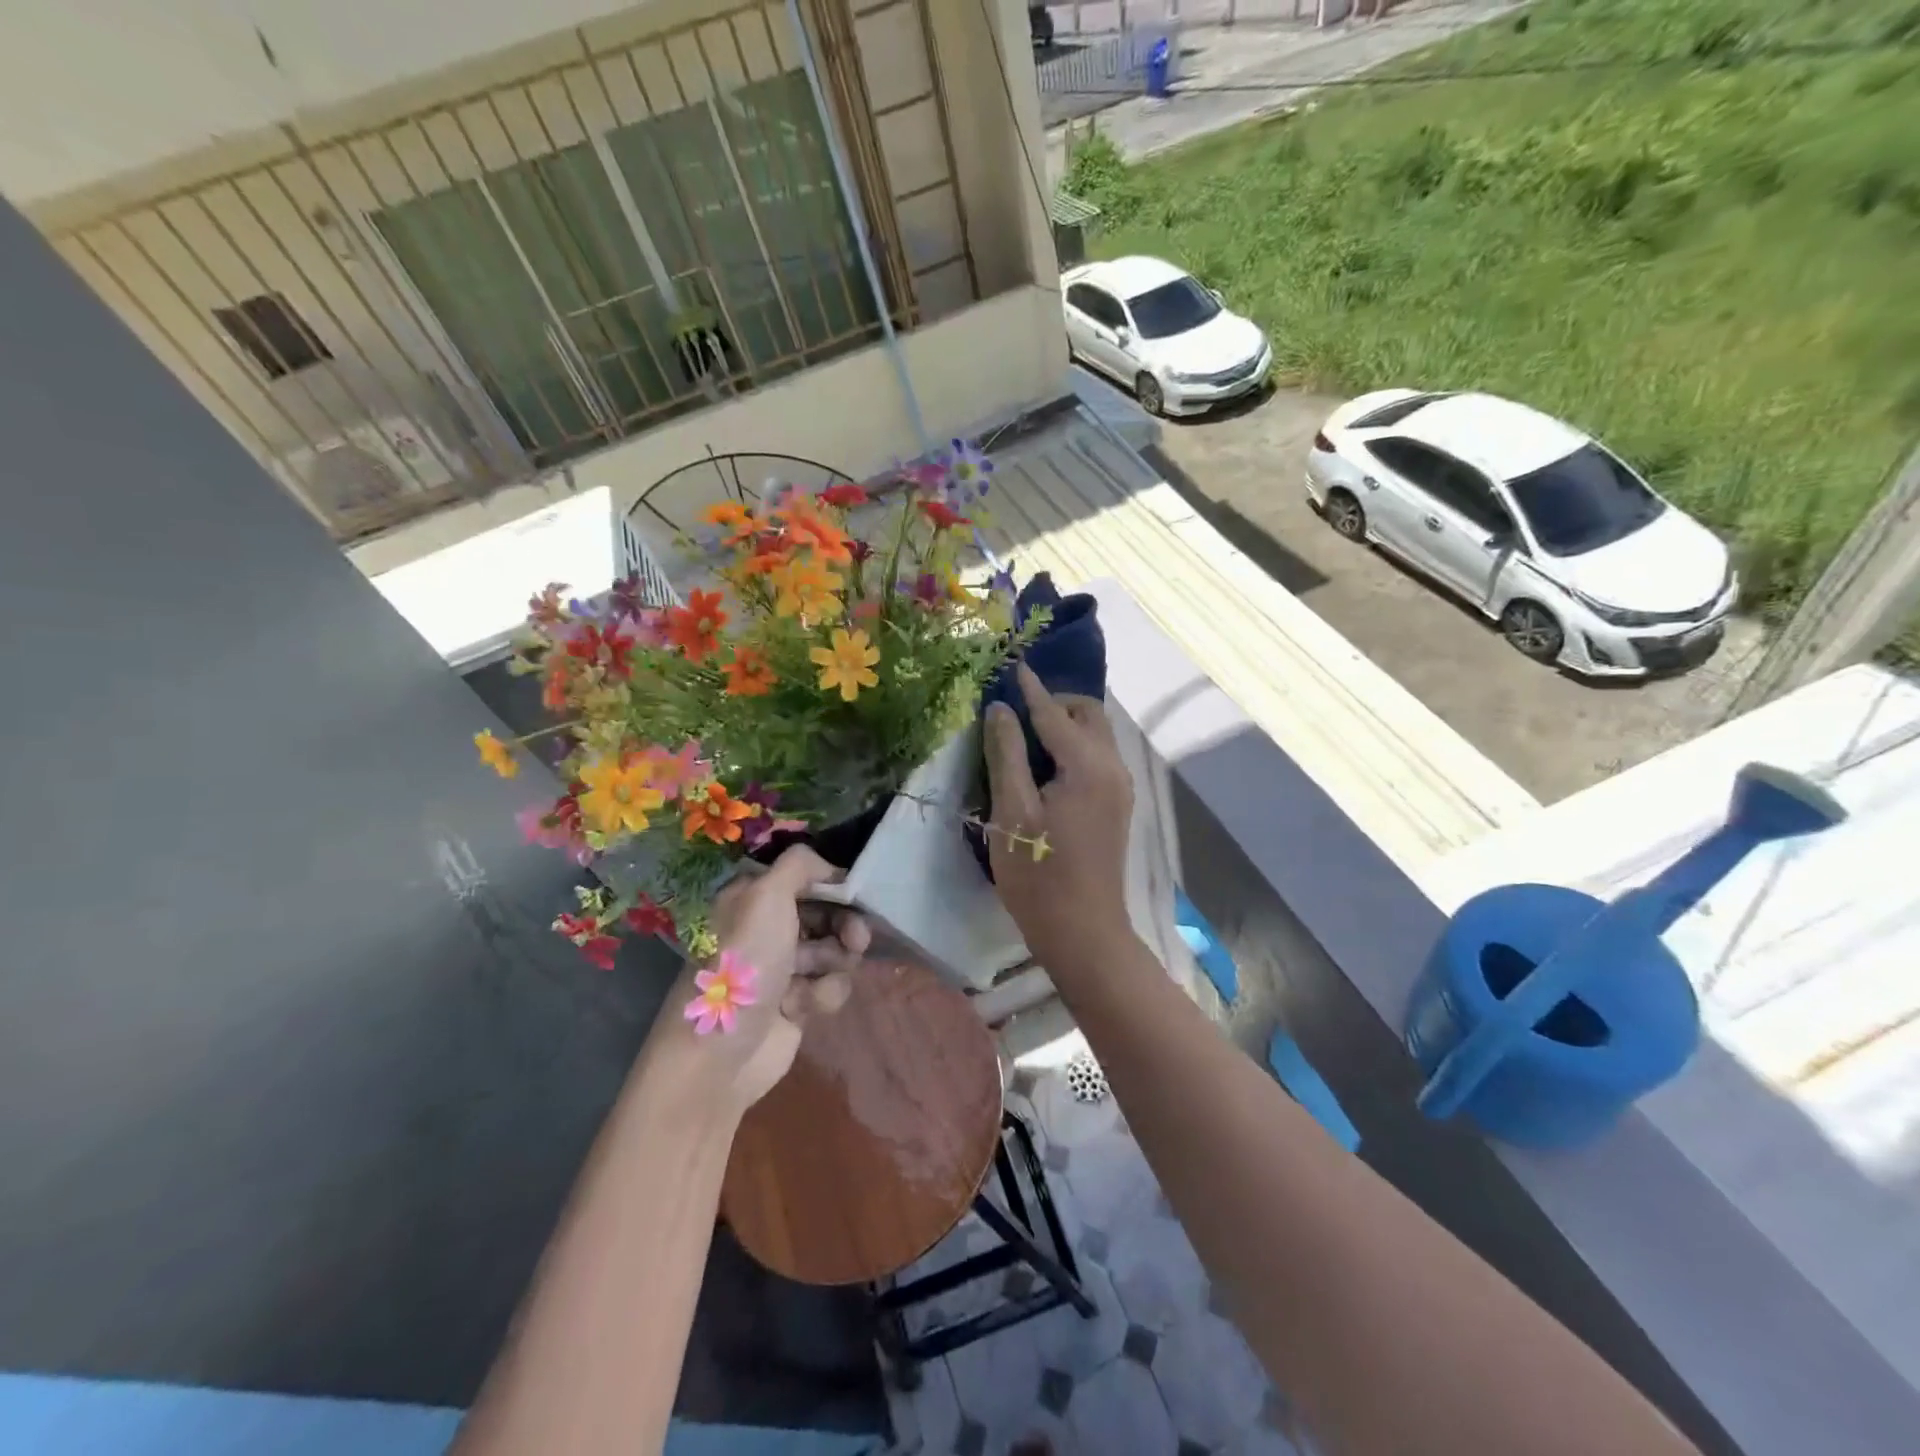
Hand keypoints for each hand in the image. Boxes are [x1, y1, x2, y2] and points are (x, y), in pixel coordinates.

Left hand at [659, 846, 869, 1113]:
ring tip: (820, 979)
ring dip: (835, 963)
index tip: (854, 892)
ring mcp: (782, 967)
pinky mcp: (797, 1003)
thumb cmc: (744, 964)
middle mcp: (767, 928)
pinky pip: (829, 985)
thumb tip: (830, 867)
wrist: (721, 1052)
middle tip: (857, 939)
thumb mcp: (766, 895)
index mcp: (752, 898)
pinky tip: (804, 1007)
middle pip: (825, 913)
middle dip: (845, 925)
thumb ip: (800, 865)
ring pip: (833, 950)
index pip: (803, 877)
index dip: (832, 883)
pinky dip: (823, 994)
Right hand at [984, 662, 1133, 964]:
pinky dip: (1072, 747)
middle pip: (1086, 715)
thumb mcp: (1011, 812)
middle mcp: (1112, 768)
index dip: (1029, 688)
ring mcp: (1119, 787)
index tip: (1013, 662)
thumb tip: (999, 709)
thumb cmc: (1039, 875)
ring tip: (1024, 734)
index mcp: (1087, 766)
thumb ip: (1006, 753)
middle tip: (1013, 709)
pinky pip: (1096, 757)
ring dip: (1064, 724)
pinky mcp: (1117, 805)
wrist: (1083, 932)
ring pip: (1095, 735)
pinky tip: (1045, 764)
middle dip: (1053, 703)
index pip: (1054, 713)